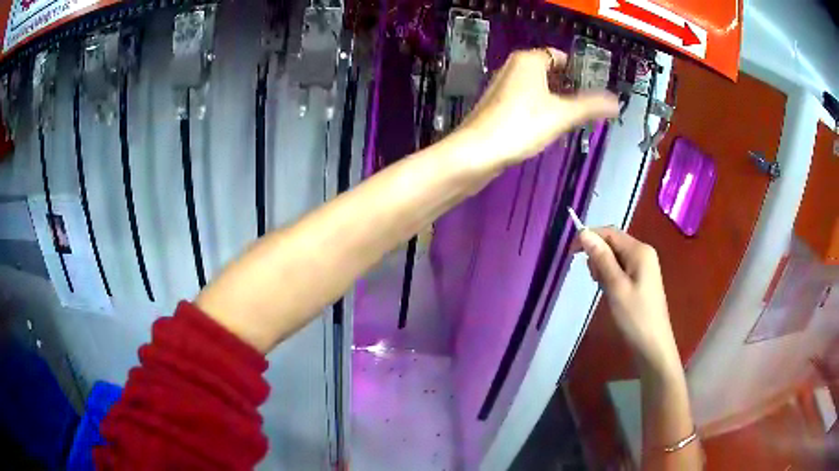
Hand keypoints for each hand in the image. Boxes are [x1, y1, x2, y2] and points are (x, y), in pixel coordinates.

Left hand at [454, 48, 618, 172]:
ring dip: (556, 101)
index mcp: (528, 60)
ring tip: (572, 120)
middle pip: (551, 72)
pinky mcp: (497, 105)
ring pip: (539, 88)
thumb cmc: (521, 125)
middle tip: (587, 108)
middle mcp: (513, 67)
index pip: (561, 56)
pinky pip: (527, 101)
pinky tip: (548, 128)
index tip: (594, 90)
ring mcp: (503, 86)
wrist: (477, 152)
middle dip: (570, 88)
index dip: (579, 71)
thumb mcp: (562, 115)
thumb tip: (617, 103)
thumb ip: (591, 106)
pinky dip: (541, 109)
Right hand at [577, 227, 680, 370]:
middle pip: (613, 243)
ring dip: (603, 267)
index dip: (589, 237)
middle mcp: (643, 253)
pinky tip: (609, 290)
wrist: (653, 346)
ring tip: (602, 288)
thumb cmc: (635, 316)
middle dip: (597, 255)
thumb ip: (601, 258)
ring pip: (615, 256)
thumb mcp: (615, 286)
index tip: (570, 253)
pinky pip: (621, 268)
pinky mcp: (641, 279)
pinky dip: (610, 275)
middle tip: (593, 279)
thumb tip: (584, 232)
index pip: (610, 232)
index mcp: (639, 250)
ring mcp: (644, 266)